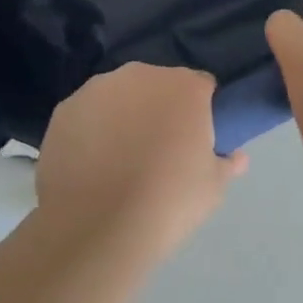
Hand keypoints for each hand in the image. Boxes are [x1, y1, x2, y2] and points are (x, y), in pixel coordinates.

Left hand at [35, 63, 247, 264]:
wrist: (96, 227)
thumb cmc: (168, 202)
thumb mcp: (213, 188)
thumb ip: (227, 164)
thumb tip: (237, 157)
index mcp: (184, 86)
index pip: (202, 87)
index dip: (201, 112)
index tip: (196, 141)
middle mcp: (141, 75)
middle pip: (158, 86)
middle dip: (161, 109)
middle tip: (159, 151)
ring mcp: (98, 89)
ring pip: (120, 96)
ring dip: (124, 115)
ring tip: (120, 159)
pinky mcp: (64, 109)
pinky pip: (87, 114)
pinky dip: (91, 130)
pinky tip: (91, 164)